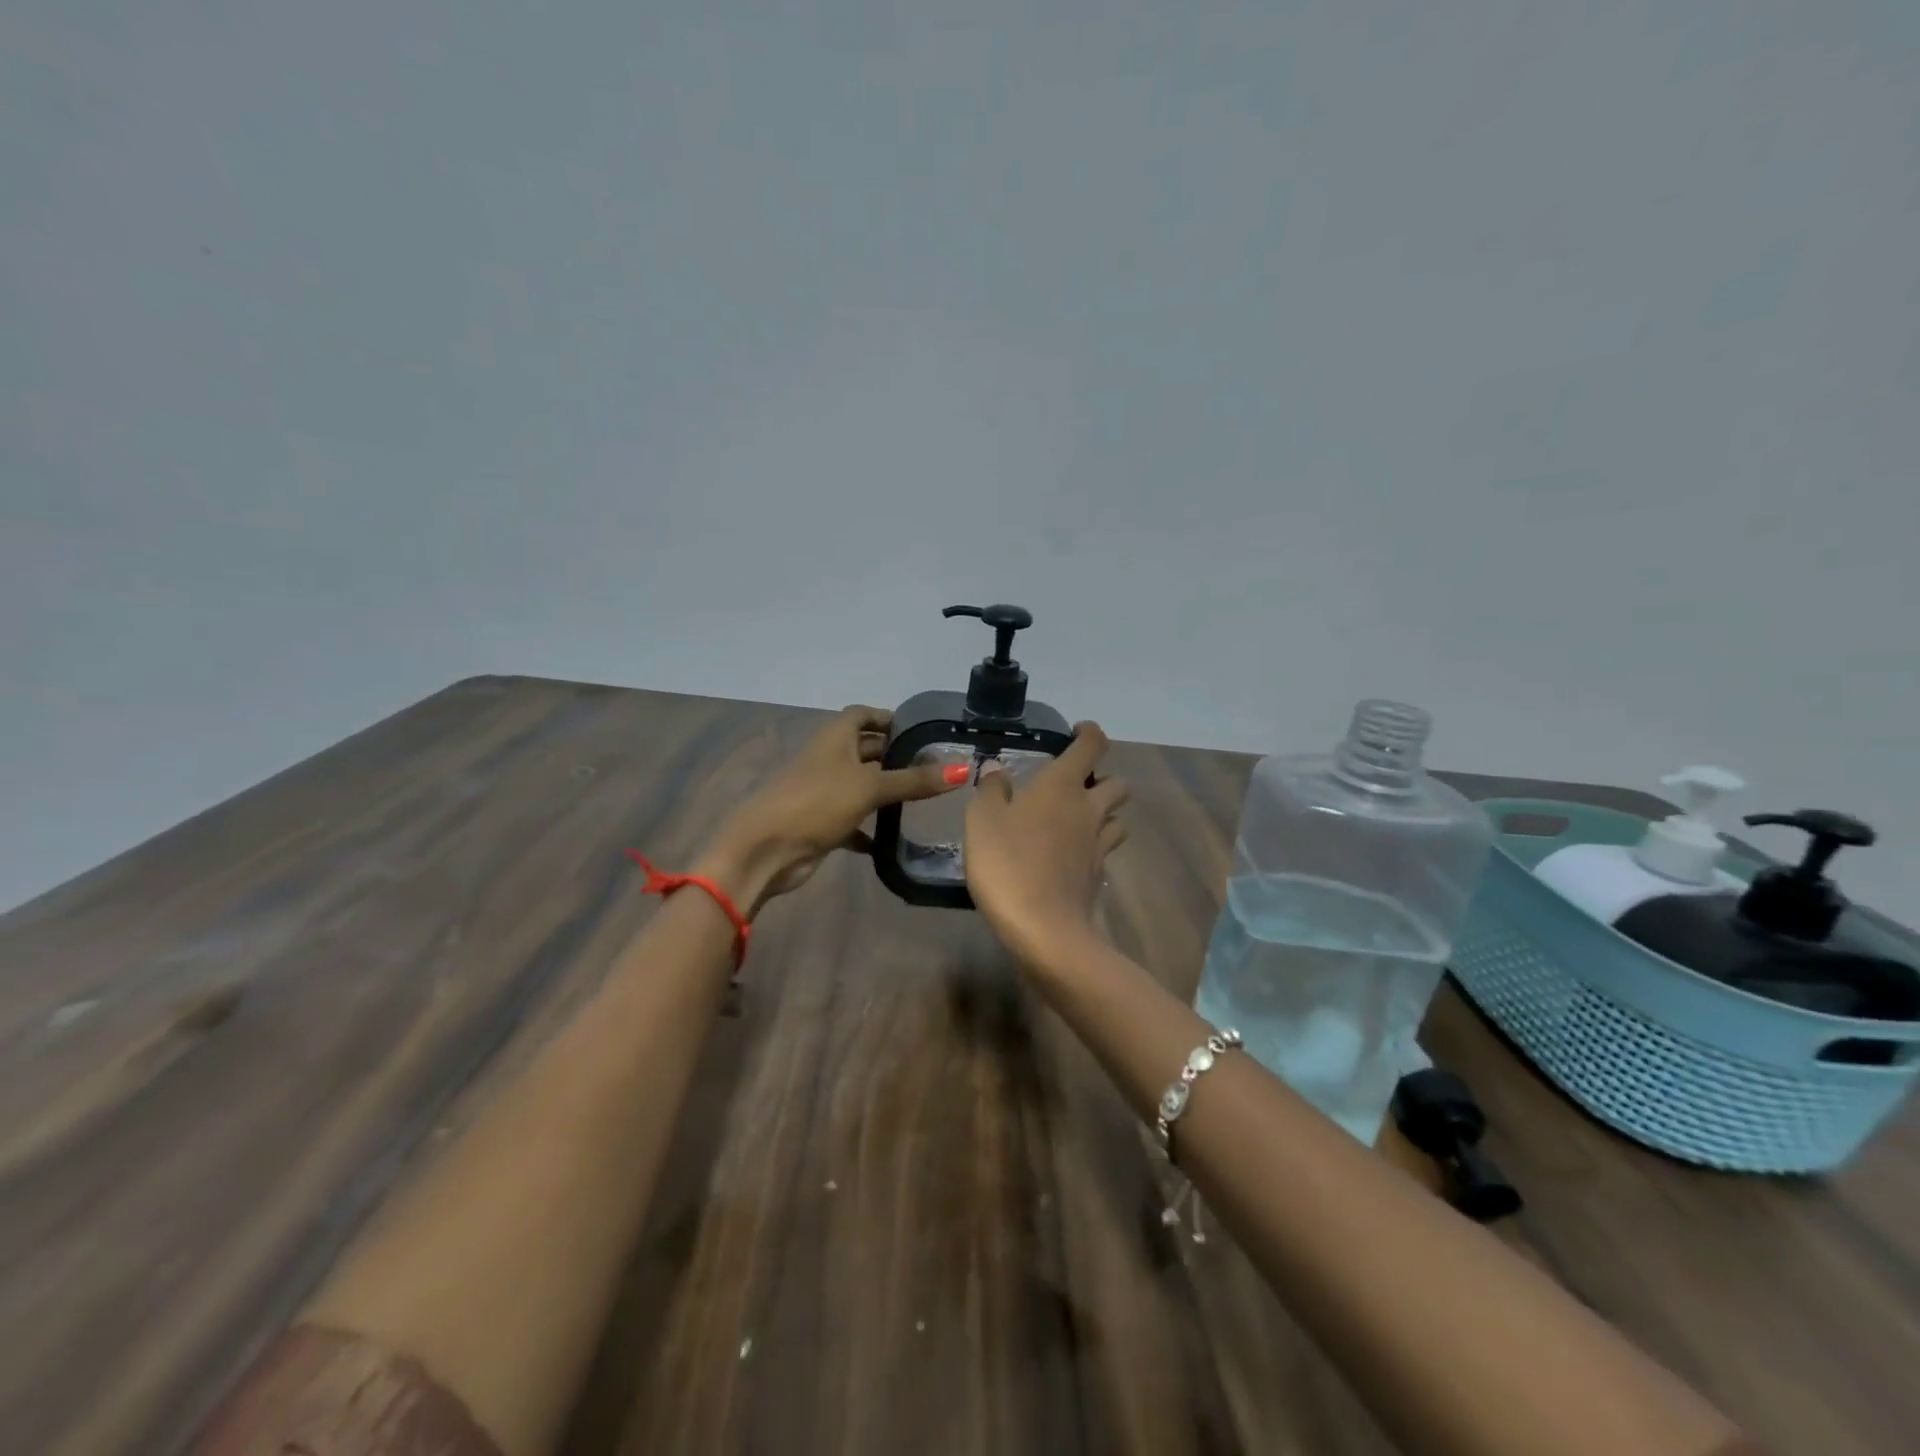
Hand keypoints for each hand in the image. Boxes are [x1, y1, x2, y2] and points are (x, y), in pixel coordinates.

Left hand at [697, 705, 962, 914]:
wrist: (765, 849)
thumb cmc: (816, 802)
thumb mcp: (870, 787)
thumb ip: (915, 780)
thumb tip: (963, 768)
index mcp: (835, 738)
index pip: (862, 715)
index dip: (888, 718)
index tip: (919, 730)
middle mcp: (828, 759)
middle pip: (864, 750)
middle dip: (893, 756)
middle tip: (932, 766)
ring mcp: (823, 791)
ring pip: (860, 785)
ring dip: (885, 791)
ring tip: (923, 799)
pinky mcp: (821, 822)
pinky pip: (852, 820)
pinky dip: (869, 827)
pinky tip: (892, 839)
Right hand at [963, 722, 1129, 965]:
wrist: (1043, 929)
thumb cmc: (1007, 864)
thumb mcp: (982, 820)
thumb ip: (991, 791)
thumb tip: (997, 772)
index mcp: (1062, 786)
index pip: (1092, 746)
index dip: (1089, 733)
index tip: (1077, 732)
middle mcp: (1088, 810)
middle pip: (1117, 784)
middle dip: (1103, 778)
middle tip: (1076, 784)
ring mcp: (1097, 846)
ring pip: (1117, 819)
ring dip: (1104, 813)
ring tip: (1077, 820)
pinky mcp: (1096, 877)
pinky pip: (1104, 851)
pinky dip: (1093, 846)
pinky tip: (1071, 855)